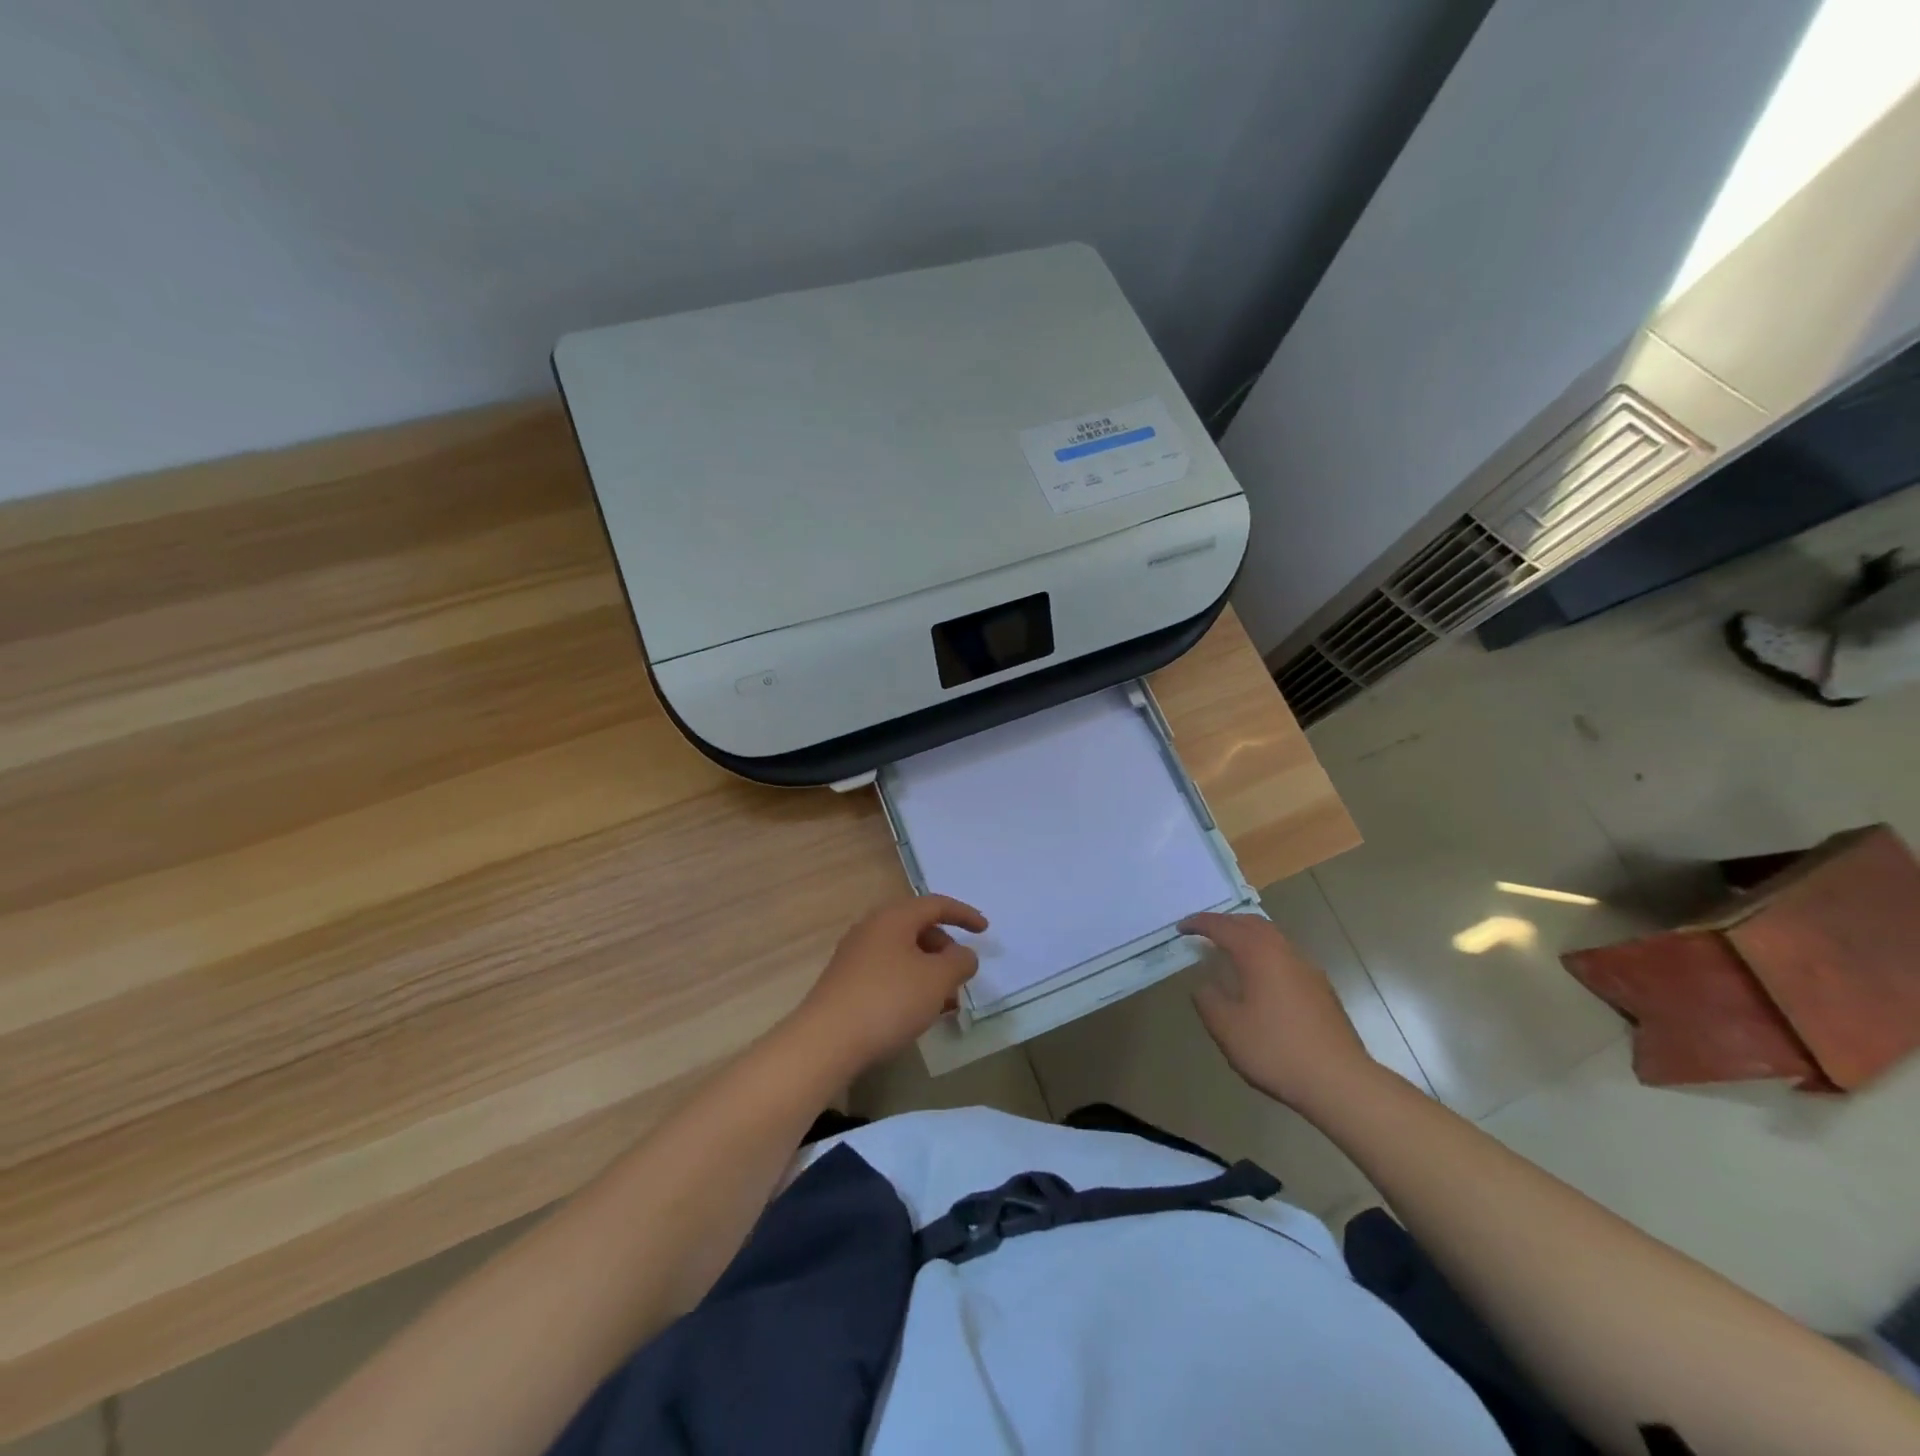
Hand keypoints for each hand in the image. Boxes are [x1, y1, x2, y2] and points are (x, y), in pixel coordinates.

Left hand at [794, 895, 987, 1073]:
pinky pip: (888, 972)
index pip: (936, 904)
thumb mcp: (937, 980)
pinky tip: (918, 1013)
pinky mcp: (845, 982)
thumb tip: (962, 955)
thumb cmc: (888, 1000)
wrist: (826, 1041)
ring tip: (945, 1002)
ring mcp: (855, 955)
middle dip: (945, 949)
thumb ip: (960, 962)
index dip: (964, 915)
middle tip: (961, 975)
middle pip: (918, 928)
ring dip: (929, 971)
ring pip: (903, 954)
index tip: (985, 931)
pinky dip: (909, 984)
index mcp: (894, 917)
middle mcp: (872, 928)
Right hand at [1180, 911, 1379, 1113]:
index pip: (1223, 926)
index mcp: (1258, 954)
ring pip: (1273, 938)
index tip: (1181, 928)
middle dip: (1226, 923)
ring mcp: (1308, 969)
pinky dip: (1265, 955)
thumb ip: (1208, 1000)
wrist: (1340, 1082)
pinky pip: (1286, 957)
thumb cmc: (1276, 1050)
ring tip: (1230, 952)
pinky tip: (1261, 980)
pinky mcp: (1322, 989)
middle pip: (1252, 923)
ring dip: (1248, 937)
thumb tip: (1204, 985)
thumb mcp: (1227, 1028)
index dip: (1199, 923)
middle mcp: (1284, 952)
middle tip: (1204, 933)